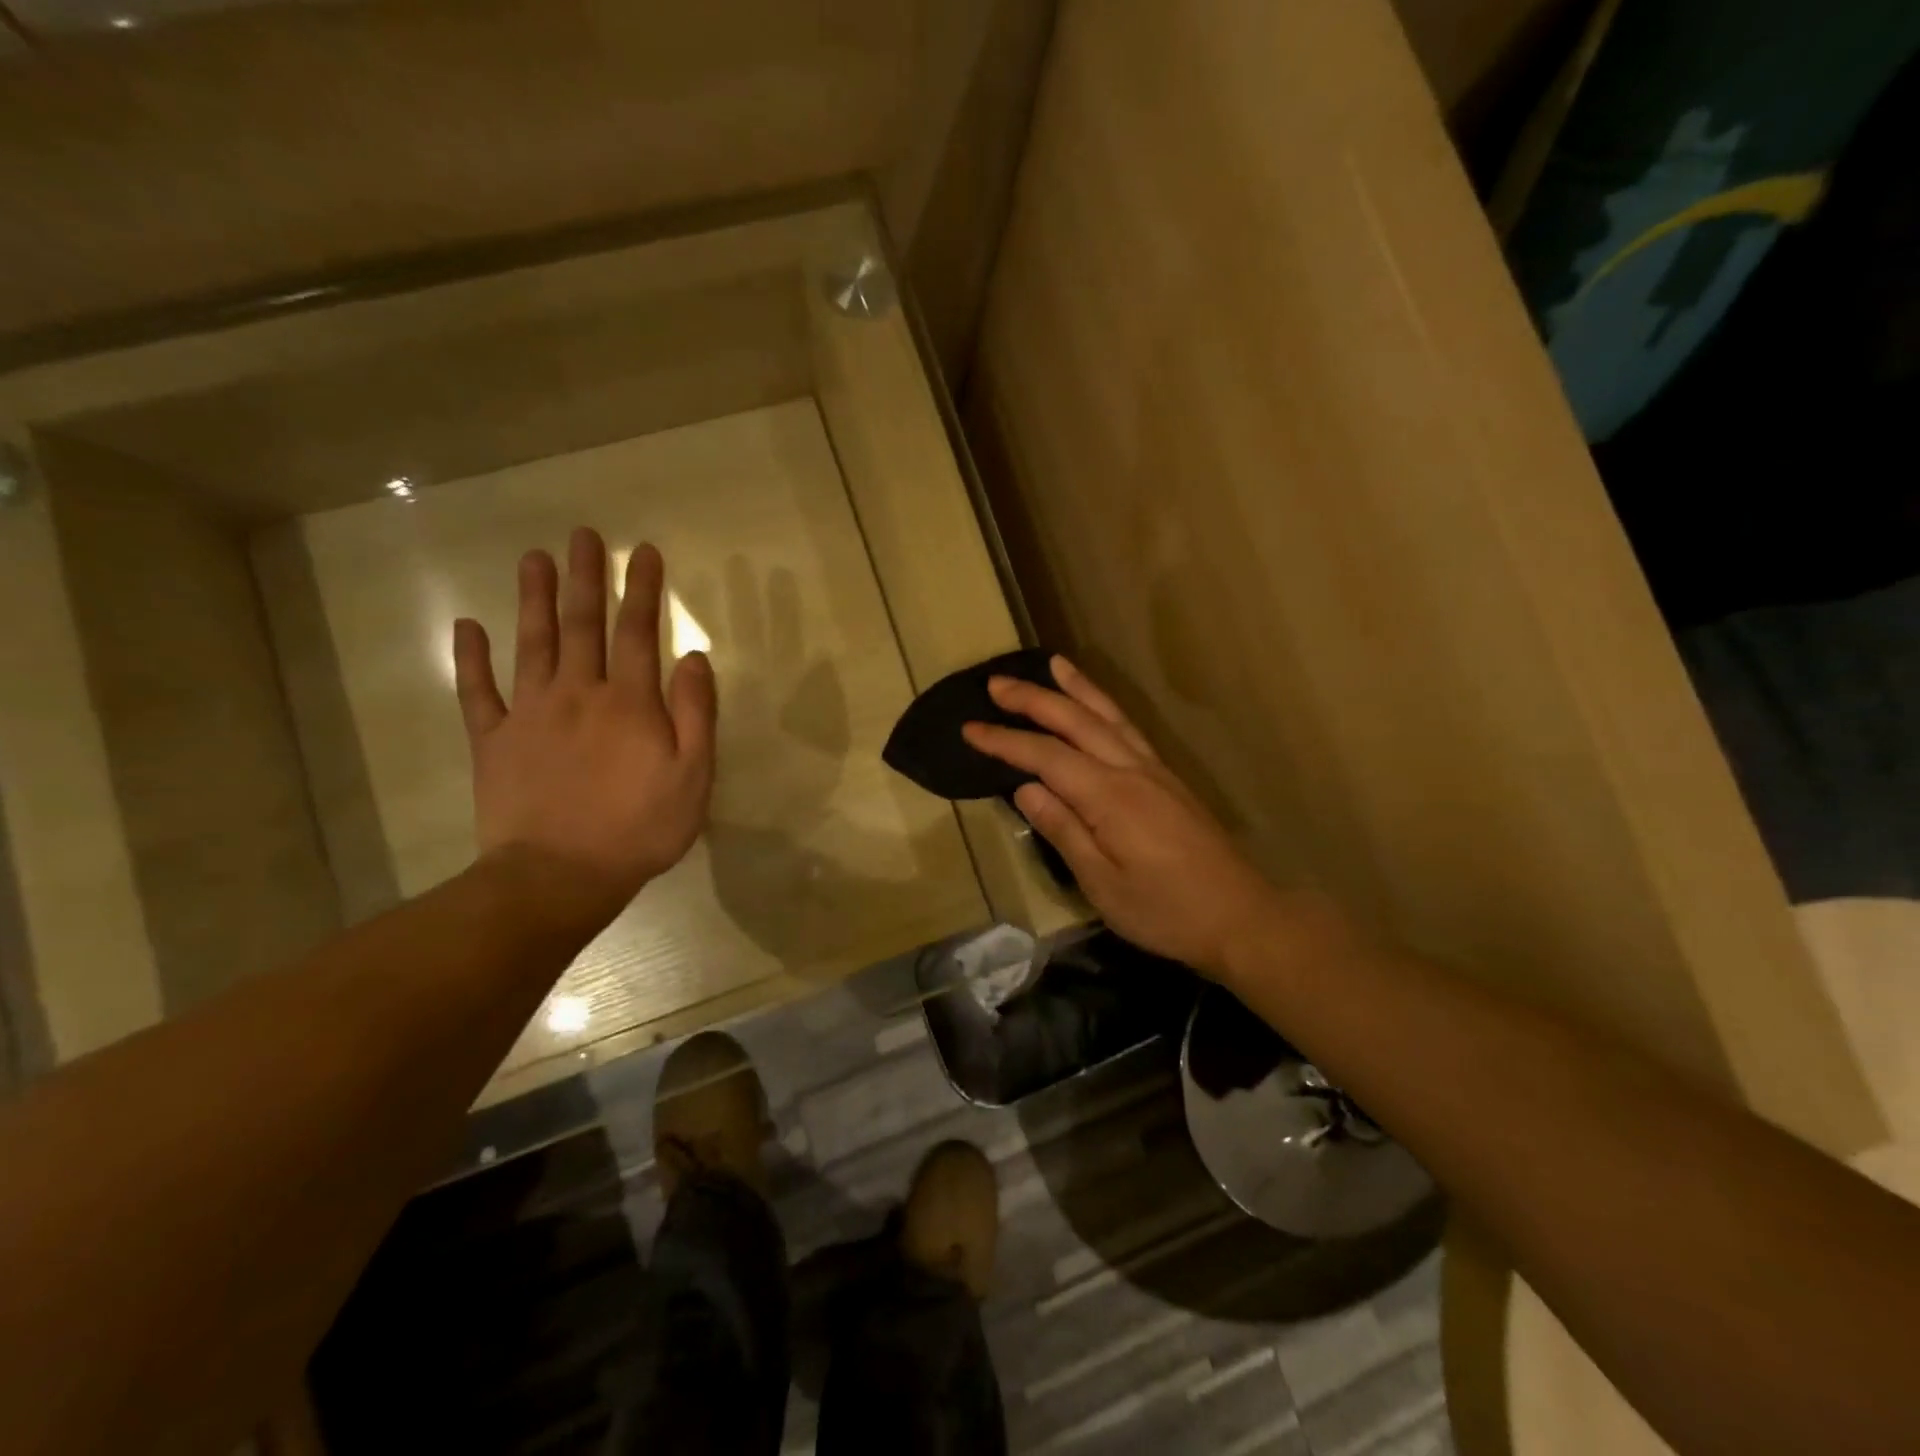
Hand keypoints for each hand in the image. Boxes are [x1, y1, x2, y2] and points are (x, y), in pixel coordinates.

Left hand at [453, 528, 716, 934]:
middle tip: (583, 535)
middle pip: (581, 624)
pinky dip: (471, 658)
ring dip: (533, 598)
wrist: (559, 876)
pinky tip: (467, 626)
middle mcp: (578, 693)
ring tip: (533, 557)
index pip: (639, 632)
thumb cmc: (639, 829)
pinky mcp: (493, 741)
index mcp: (629, 703)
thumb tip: (694, 657)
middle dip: (585, 577)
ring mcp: (529, 714)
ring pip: (531, 643)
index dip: (643, 590)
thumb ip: (696, 714)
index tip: (644, 552)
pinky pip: (478, 691)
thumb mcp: (693, 777)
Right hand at [963, 658, 1284, 976]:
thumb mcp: (1102, 883)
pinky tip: (1097, 705)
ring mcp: (1154, 769)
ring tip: (1051, 664)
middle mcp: (1131, 770)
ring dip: (1076, 688)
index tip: (969, 728)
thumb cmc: (1164, 910)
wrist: (1239, 916)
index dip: (1005, 740)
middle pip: (1076, 721)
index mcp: (1109, 797)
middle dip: (1033, 699)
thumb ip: (1063, 829)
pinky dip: (1106, 706)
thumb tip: (1024, 788)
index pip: (1045, 756)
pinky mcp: (1167, 778)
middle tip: (995, 683)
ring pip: (1108, 715)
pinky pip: (1128, 728)